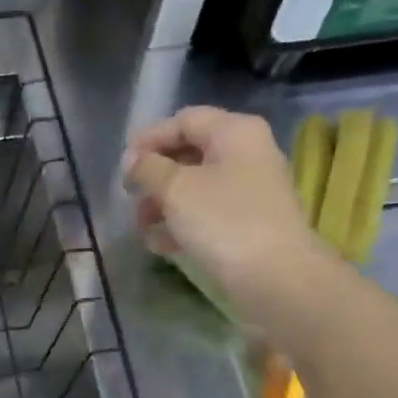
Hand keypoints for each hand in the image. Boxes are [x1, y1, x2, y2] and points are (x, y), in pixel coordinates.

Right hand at [124, 106, 333, 321]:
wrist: (275, 277)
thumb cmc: (223, 222)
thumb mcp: (176, 189)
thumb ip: (148, 168)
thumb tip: (132, 158)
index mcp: (234, 132)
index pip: (184, 120)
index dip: (149, 139)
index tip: (123, 168)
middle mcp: (246, 154)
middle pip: (188, 155)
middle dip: (154, 178)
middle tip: (131, 202)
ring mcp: (249, 190)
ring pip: (195, 188)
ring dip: (163, 206)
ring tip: (143, 229)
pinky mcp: (247, 223)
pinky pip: (207, 214)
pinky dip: (182, 224)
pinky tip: (163, 246)